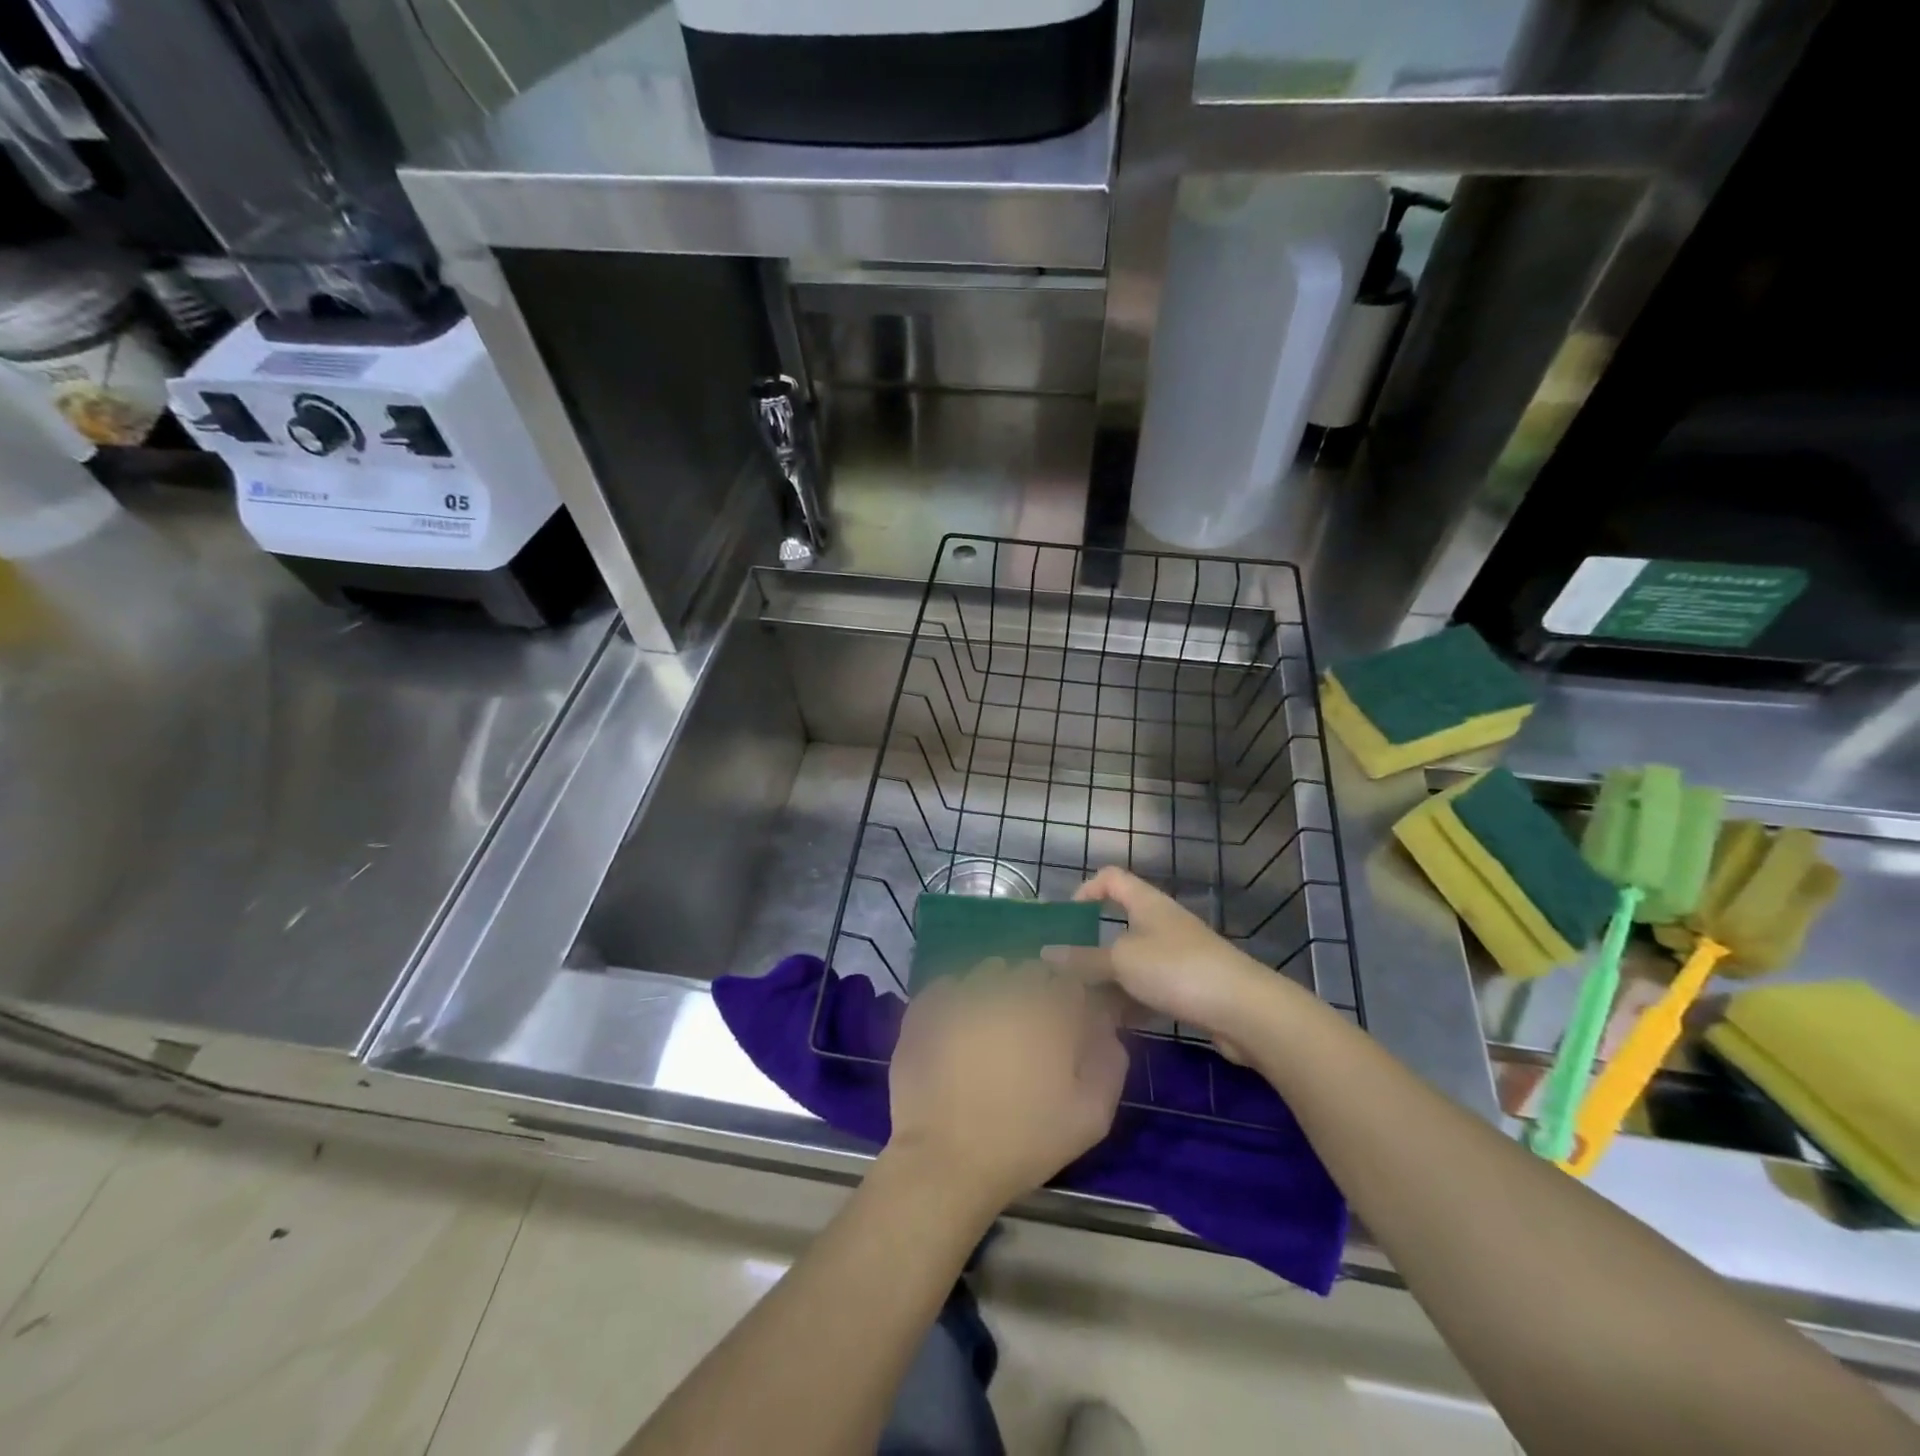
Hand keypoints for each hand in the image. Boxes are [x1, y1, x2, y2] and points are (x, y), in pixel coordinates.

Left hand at [885, 960, 1127, 1214]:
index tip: (1068, 1027)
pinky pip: (949, 985)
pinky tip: (959, 1027)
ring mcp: (962, 993)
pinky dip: (958, 997)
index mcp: (1050, 1009)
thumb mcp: (1091, 1116)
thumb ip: (1109, 1062)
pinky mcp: (926, 1006)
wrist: (944, 1160)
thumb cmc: (1024, 1141)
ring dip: (998, 988)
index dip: (1072, 1001)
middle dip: (1037, 992)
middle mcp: (1007, 988)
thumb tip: (1105, 1029)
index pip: (1071, 980)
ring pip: (989, 971)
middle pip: (1031, 970)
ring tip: (993, 1028)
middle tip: (1032, 1032)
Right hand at [1045, 867, 1285, 1052]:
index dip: (1086, 890)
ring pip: (1133, 961)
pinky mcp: (1190, 986)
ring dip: (1110, 979)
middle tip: (1066, 970)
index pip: (1111, 878)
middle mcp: (1162, 922)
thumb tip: (1046, 953)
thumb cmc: (1176, 970)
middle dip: (1092, 946)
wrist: (1244, 1009)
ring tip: (1084, 1004)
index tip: (1067, 919)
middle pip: (1120, 923)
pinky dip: (1132, 1001)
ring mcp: (1178, 955)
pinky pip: (1150, 987)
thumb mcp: (1121, 962)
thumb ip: (1083, 958)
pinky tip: (1116, 1023)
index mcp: (1146, 903)